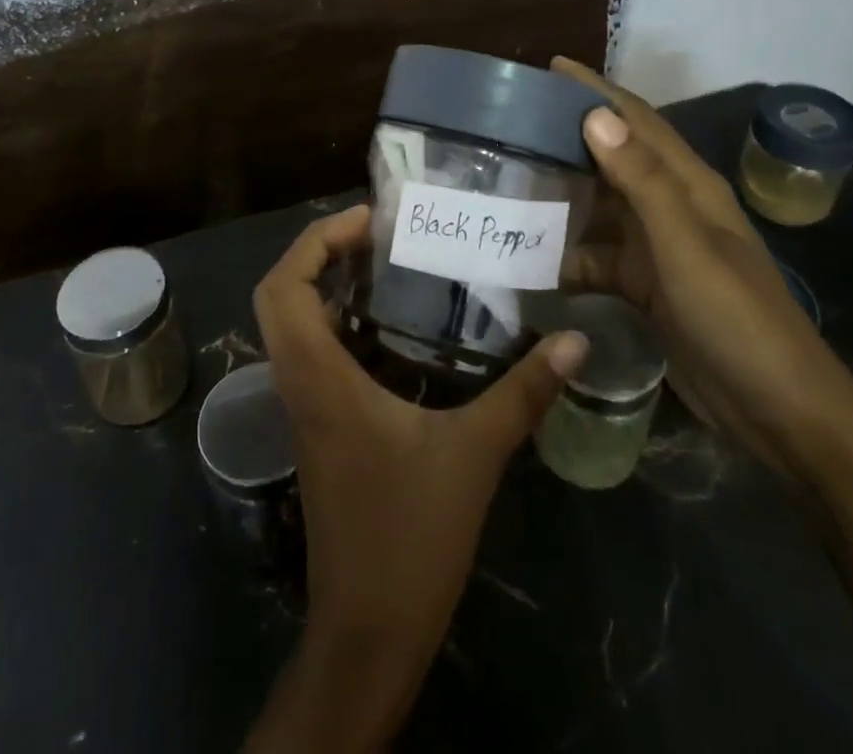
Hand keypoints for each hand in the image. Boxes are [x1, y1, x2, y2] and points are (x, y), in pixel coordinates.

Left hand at [245, 205, 587, 750]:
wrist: (369, 630)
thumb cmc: (411, 536)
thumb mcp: (475, 455)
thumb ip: (523, 393)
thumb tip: (575, 341)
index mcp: (319, 378)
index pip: (284, 287)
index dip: (316, 240)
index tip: (368, 221)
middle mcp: (299, 383)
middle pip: (276, 296)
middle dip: (316, 253)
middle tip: (374, 237)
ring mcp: (303, 407)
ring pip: (289, 326)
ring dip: (323, 286)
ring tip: (383, 264)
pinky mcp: (317, 427)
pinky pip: (310, 354)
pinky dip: (334, 323)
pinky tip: (387, 326)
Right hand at [552, 58, 852, 480]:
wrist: (780, 414)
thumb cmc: (738, 320)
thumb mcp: (687, 248)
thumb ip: (642, 182)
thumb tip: (595, 116)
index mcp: (687, 185)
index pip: (636, 120)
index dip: (596, 90)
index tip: (550, 67)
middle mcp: (670, 207)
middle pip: (611, 158)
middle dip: (567, 137)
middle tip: (510, 124)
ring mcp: (657, 248)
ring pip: (599, 207)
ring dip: (560, 195)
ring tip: (507, 182)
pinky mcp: (645, 286)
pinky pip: (596, 256)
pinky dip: (566, 254)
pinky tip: (529, 258)